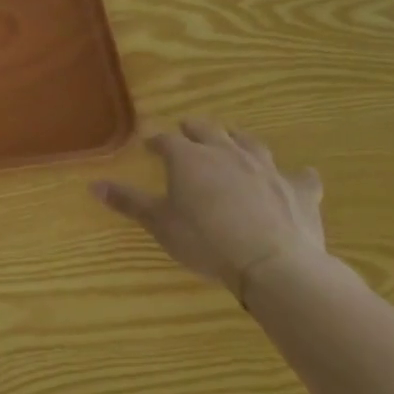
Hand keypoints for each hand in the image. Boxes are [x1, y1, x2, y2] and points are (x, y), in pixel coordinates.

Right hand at [91, 119, 325, 299]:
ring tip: (233, 140)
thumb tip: (93, 185)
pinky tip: (300, 176)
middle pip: (208, 130)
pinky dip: (296, 175)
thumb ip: (129, 202)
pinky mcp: (298, 190)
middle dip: (195, 129)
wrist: (273, 263)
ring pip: (250, 143)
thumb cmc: (206, 240)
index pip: (167, 140)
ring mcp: (266, 168)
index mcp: (189, 158)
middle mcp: (226, 153)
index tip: (150, 147)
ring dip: (239, 140)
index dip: (157, 142)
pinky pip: (300, 176)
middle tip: (187, 131)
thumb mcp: (160, 223)